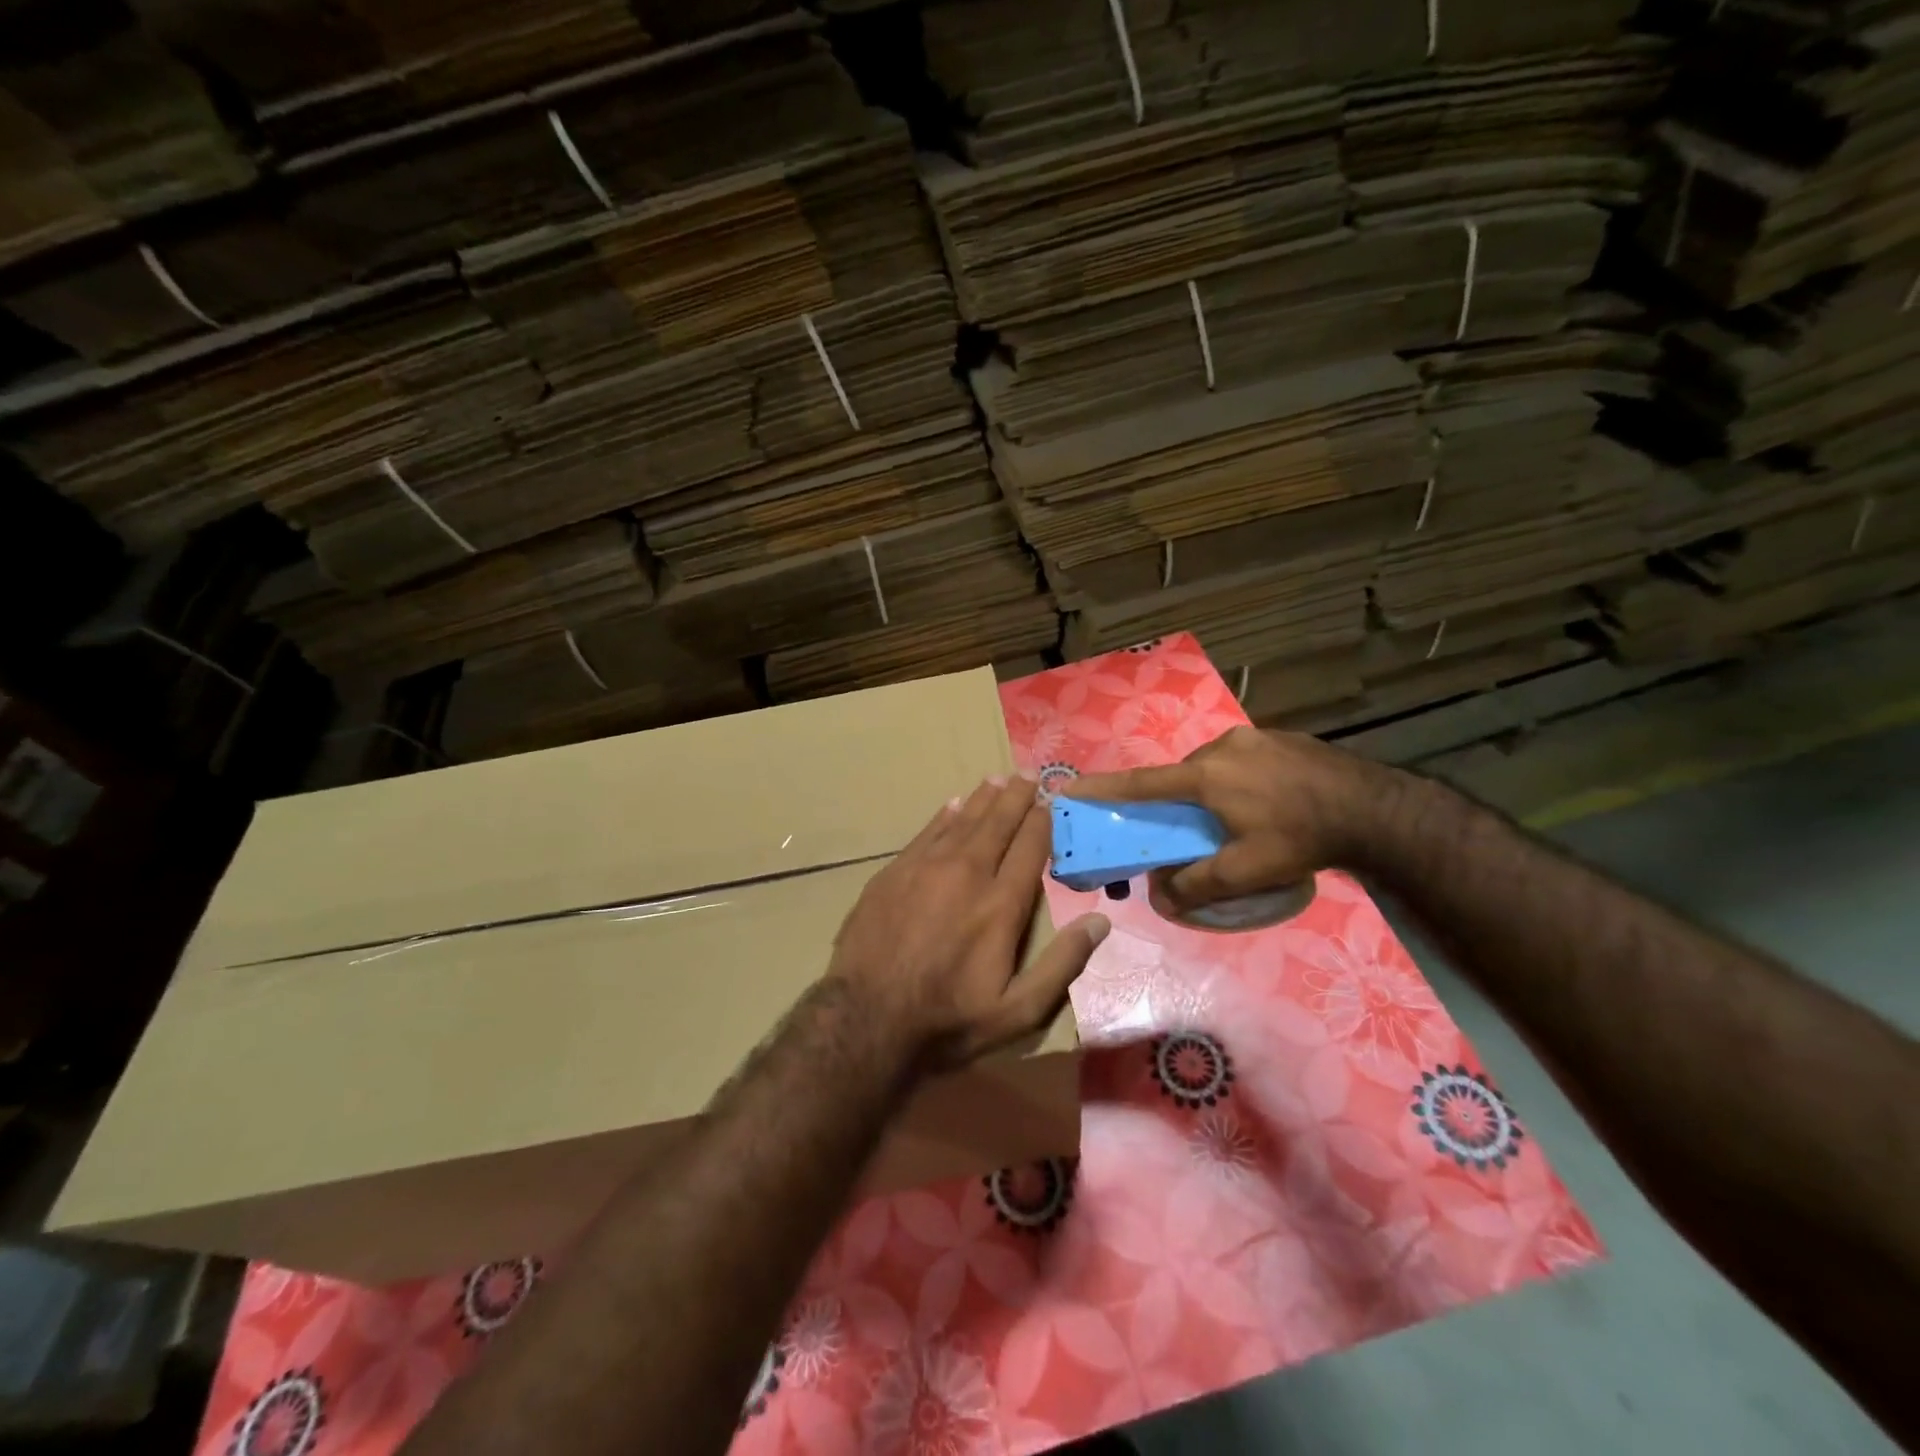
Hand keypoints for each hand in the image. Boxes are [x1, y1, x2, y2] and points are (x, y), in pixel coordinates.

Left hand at [829, 775, 1109, 1068]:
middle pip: (997, 823)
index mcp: (1000, 904)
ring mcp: (925, 869)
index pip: (1030, 847)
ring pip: (961, 821)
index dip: (1043, 820)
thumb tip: (1100, 922)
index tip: (1053, 799)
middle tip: (1029, 773)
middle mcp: (966, 873)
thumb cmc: (948, 1020)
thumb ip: (1062, 964)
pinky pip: (926, 833)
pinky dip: (944, 816)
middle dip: (1016, 797)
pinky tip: (952, 805)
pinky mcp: (893, 873)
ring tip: (997, 778)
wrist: (866, 1020)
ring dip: (982, 798)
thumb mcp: (1018, 1011)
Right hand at [1067, 727, 1395, 916]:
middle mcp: (1222, 747)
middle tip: (1191, 829)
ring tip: (1237, 819)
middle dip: (1177, 800)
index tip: (1071, 786)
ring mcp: (1254, 737)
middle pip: (1182, 776)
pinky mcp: (1280, 737)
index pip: (1142, 784)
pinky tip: (1266, 802)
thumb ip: (1197, 884)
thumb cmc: (1300, 838)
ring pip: (1213, 766)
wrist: (1374, 809)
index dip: (1103, 788)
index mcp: (1206, 776)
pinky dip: (1238, 780)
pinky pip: (1242, 759)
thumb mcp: (1246, 871)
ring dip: (1210, 790)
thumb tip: (1160, 895)